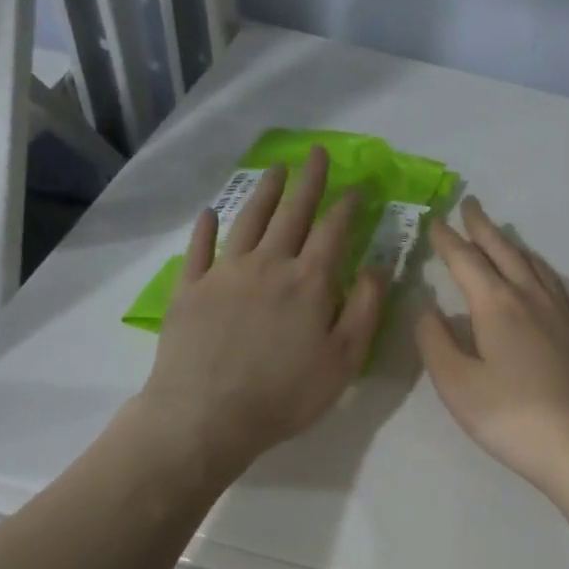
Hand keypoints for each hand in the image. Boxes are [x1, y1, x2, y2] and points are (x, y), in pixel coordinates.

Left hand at [131, 146, 386, 481]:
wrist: (206, 416)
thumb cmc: (285, 394)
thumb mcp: (344, 359)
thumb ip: (365, 309)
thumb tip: (378, 266)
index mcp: (309, 281)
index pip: (334, 231)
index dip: (348, 206)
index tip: (358, 187)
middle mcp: (268, 264)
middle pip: (292, 214)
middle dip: (309, 182)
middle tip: (317, 153)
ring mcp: (224, 273)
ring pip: (248, 220)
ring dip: (265, 192)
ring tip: (277, 170)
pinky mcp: (189, 289)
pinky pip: (199, 248)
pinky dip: (206, 228)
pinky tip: (210, 214)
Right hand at [416, 197, 568, 507]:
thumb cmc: (512, 417)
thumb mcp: (457, 384)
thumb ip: (435, 340)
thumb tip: (427, 307)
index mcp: (497, 305)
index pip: (467, 261)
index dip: (448, 241)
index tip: (435, 221)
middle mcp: (532, 297)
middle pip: (504, 252)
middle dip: (483, 228)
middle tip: (470, 205)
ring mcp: (562, 313)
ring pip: (534, 264)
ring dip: (512, 244)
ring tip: (501, 234)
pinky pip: (554, 283)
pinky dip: (538, 267)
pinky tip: (540, 277)